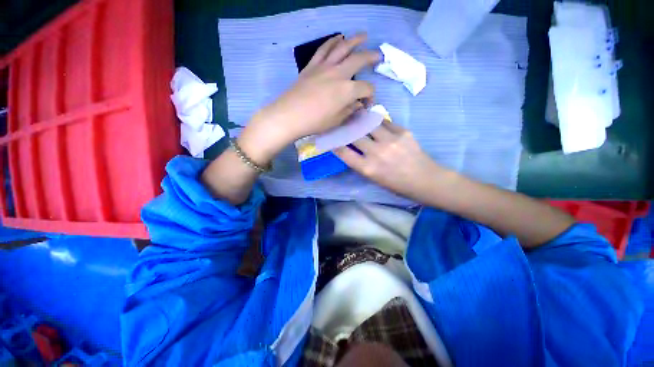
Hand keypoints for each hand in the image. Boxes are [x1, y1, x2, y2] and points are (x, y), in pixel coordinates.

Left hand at [238, 33, 379, 164]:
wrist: (289, 116)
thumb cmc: (315, 122)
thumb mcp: (337, 121)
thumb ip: (350, 111)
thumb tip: (357, 105)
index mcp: (347, 90)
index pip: (366, 88)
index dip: (370, 96)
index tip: (366, 104)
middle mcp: (338, 73)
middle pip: (359, 59)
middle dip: (371, 57)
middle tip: (378, 56)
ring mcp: (324, 67)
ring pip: (342, 47)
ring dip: (354, 40)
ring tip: (363, 36)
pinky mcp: (312, 66)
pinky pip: (324, 49)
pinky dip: (332, 41)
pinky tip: (338, 38)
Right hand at [334, 121, 451, 200]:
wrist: (425, 180)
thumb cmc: (397, 185)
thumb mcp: (374, 179)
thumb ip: (361, 164)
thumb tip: (351, 149)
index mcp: (367, 168)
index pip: (344, 152)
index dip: (335, 143)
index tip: (332, 137)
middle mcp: (376, 152)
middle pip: (354, 134)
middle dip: (346, 128)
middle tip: (343, 123)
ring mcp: (390, 140)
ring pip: (368, 123)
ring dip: (360, 120)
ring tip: (356, 116)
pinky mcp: (402, 132)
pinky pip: (384, 122)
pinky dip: (376, 121)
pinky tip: (374, 120)